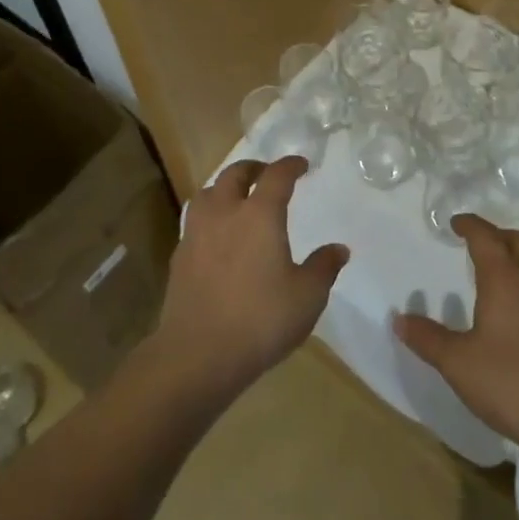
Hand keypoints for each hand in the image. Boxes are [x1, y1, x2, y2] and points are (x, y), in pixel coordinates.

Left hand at [149, 156, 348, 405]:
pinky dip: (210, 216)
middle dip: (253, 168)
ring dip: (224, 188)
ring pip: (207, 193)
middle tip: (267, 174)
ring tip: (236, 199)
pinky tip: (217, 236)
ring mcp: (196, 233)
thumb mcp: (307, 297)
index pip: (276, 176)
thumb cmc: (261, 320)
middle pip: (235, 175)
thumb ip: (324, 268)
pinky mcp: (179, 256)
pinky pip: (195, 221)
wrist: (198, 354)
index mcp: (259, 215)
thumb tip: (339, 249)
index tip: (301, 165)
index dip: (290, 165)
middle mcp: (225, 213)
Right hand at [392, 214, 518, 460]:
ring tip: (510, 270)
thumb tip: (399, 319)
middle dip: (499, 236)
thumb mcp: (459, 364)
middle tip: (482, 245)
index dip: (470, 225)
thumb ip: (428, 339)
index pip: (485, 236)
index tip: (457, 223)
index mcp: (505, 277)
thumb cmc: (512, 383)